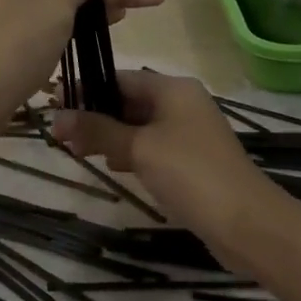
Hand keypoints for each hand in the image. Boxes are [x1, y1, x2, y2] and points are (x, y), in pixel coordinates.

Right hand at [54, 70, 283, 244]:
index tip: (54, 105)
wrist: (246, 223)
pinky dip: (129, 151)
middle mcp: (182, 103)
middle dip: (95, 115)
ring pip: (138, 125)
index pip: (119, 77)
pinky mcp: (191, 160)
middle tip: (60, 135)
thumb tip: (56, 118)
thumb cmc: (190, 174)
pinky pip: (151, 146)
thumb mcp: (138, 148)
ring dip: (108, 135)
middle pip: (128, 100)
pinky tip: (111, 165)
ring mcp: (189, 132)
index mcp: (173, 88)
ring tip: (76, 151)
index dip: (86, 89)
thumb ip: (97, 131)